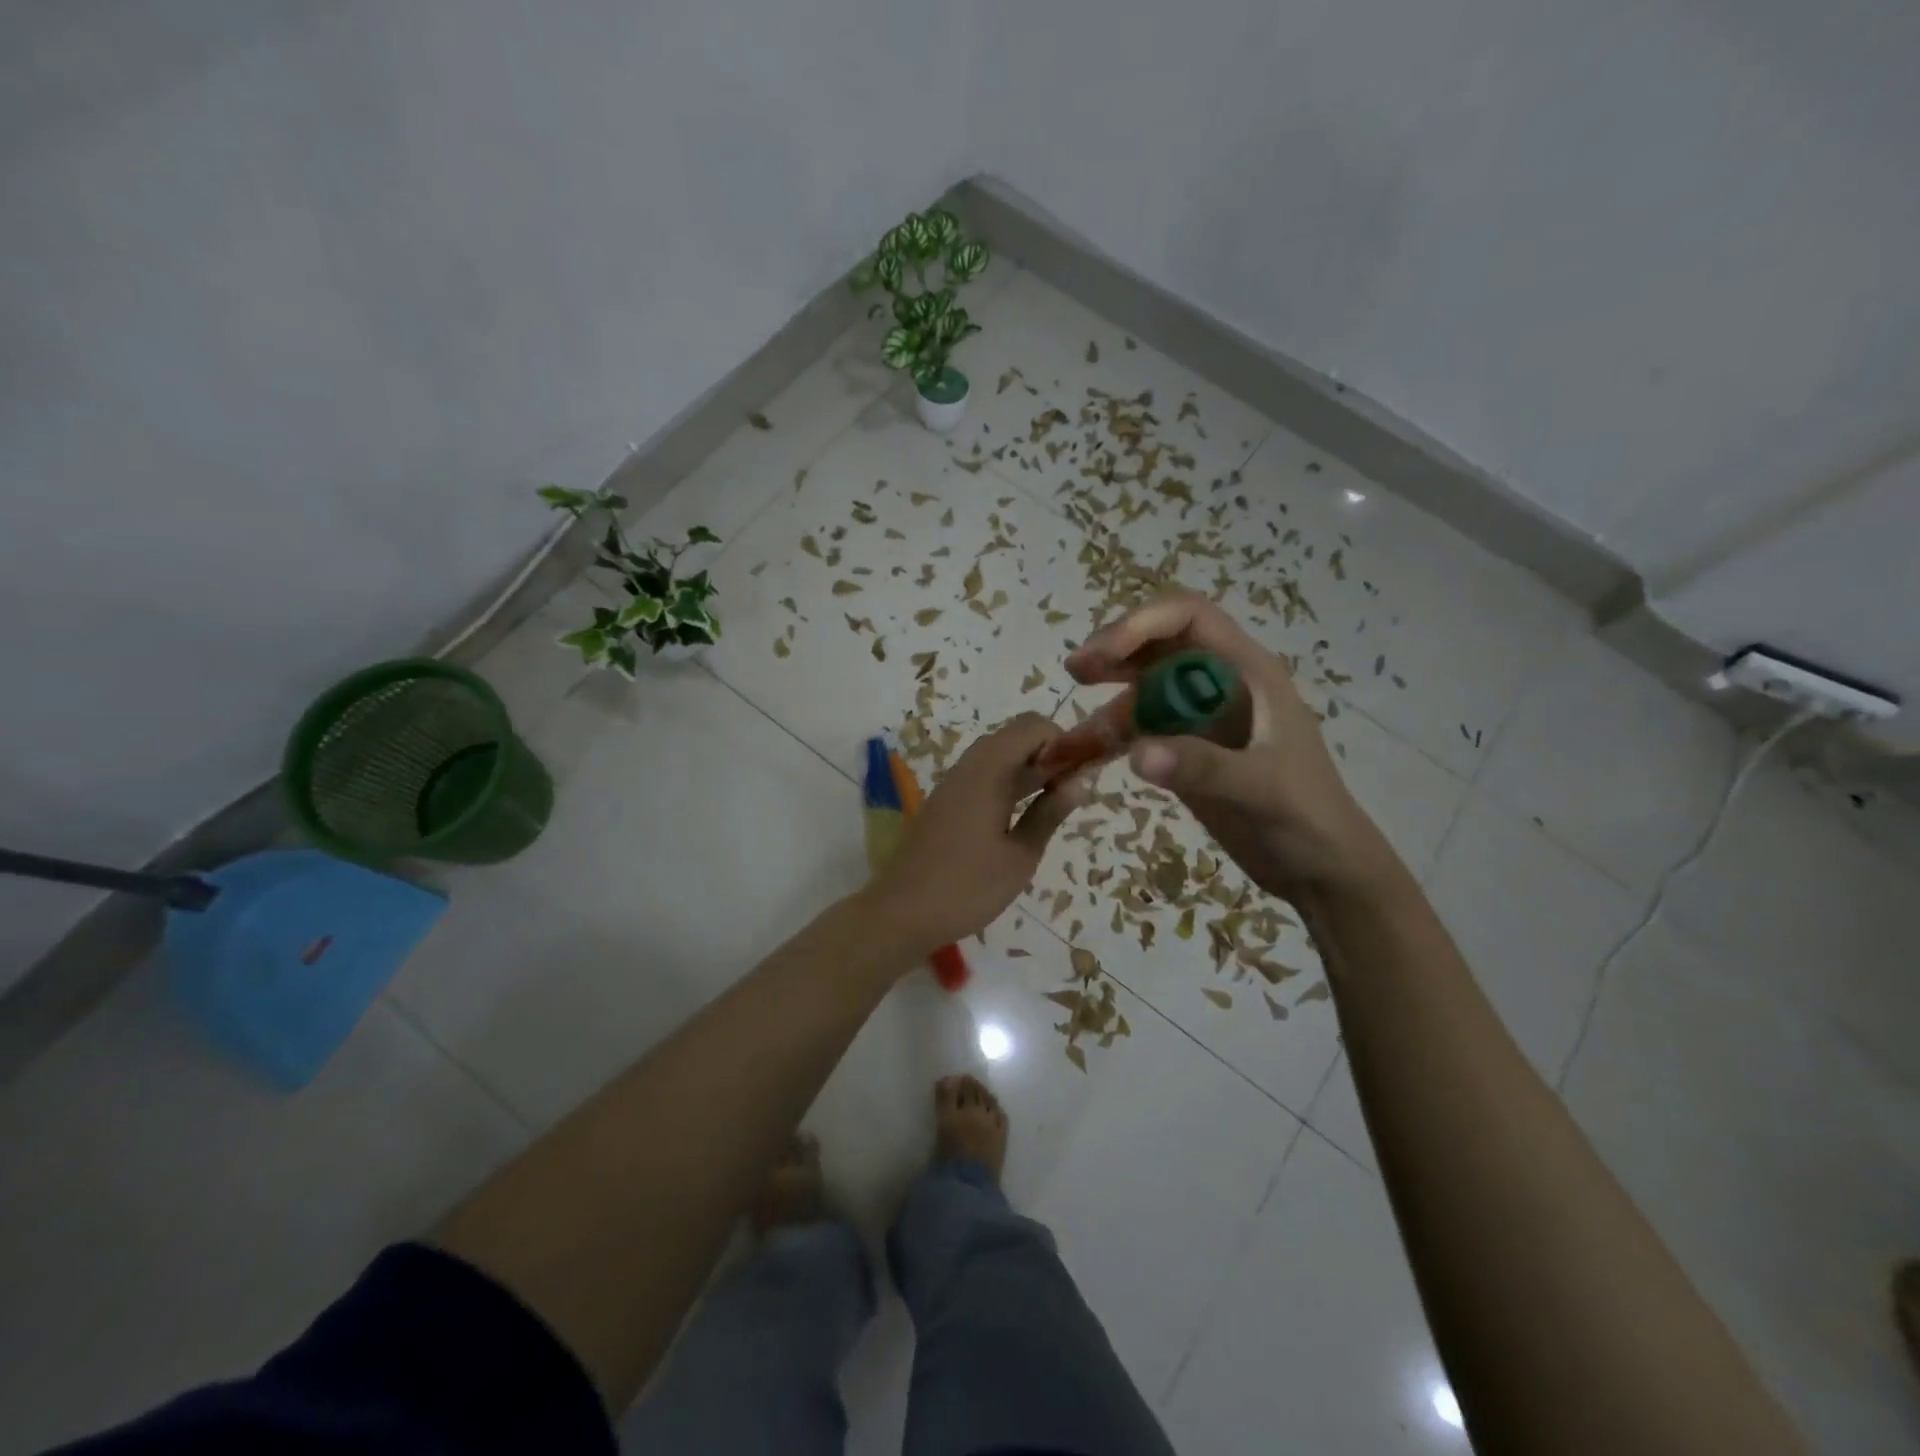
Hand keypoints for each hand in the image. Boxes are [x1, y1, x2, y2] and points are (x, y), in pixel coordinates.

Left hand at [862, 714, 1092, 957]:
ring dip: (1029, 770)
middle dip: (1049, 754)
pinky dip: (1008, 784)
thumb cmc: (967, 887)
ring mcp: (953, 784)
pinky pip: (983, 776)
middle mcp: (969, 767)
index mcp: (988, 771)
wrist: (901, 912)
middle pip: (1015, 737)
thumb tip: (1080, 782)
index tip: (1082, 773)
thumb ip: (1050, 814)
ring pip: (998, 757)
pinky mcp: (945, 803)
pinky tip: (1022, 816)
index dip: (1063, 741)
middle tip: (1072, 790)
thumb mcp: (1020, 856)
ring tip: (1055, 804)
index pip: (1033, 726)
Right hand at [1066, 591, 1401, 898]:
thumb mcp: (1261, 789)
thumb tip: (1136, 753)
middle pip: (1157, 647)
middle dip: (1114, 653)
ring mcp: (1200, 719)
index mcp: (1246, 672)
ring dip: (1104, 708)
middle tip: (1077, 672)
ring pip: (1141, 693)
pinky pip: (1140, 732)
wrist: (1322, 869)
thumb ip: (1202, 767)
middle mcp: (1218, 685)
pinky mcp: (1186, 751)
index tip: (1103, 654)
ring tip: (1068, 740)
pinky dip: (1110, 742)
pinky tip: (1082, 758)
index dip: (1141, 624)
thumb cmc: (1306, 819)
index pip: (1188, 618)